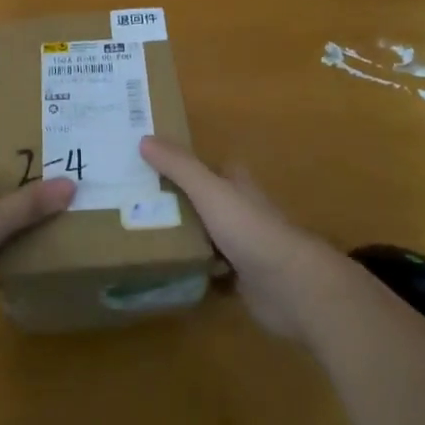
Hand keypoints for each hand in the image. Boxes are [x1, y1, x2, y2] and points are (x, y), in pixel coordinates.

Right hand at [139, 136, 349, 339]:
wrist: (290, 286)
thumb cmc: (250, 229)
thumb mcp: (209, 190)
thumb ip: (179, 166)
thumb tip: (144, 139)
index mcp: (236, 184)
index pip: (207, 167)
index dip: (182, 165)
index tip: (148, 166)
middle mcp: (240, 211)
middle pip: (203, 202)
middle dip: (175, 204)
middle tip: (134, 206)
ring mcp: (243, 247)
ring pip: (205, 237)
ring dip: (182, 239)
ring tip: (140, 239)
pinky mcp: (241, 279)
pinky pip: (209, 272)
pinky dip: (192, 272)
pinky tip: (166, 273)